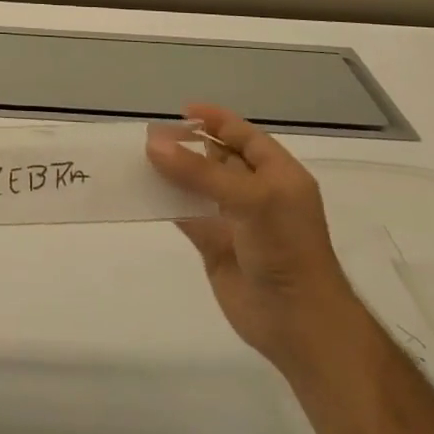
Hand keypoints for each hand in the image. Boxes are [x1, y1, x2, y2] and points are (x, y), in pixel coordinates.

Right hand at [147, 104, 368, 380]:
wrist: (297, 322)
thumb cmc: (285, 249)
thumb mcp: (249, 200)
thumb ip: (199, 171)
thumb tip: (152, 143)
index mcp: (278, 176)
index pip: (245, 136)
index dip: (216, 121)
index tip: (181, 111)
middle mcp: (256, 193)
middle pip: (216, 158)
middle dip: (186, 145)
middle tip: (148, 135)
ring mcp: (234, 219)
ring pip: (196, 185)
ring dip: (171, 172)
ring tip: (137, 156)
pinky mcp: (213, 243)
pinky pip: (184, 213)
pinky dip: (164, 201)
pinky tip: (140, 189)